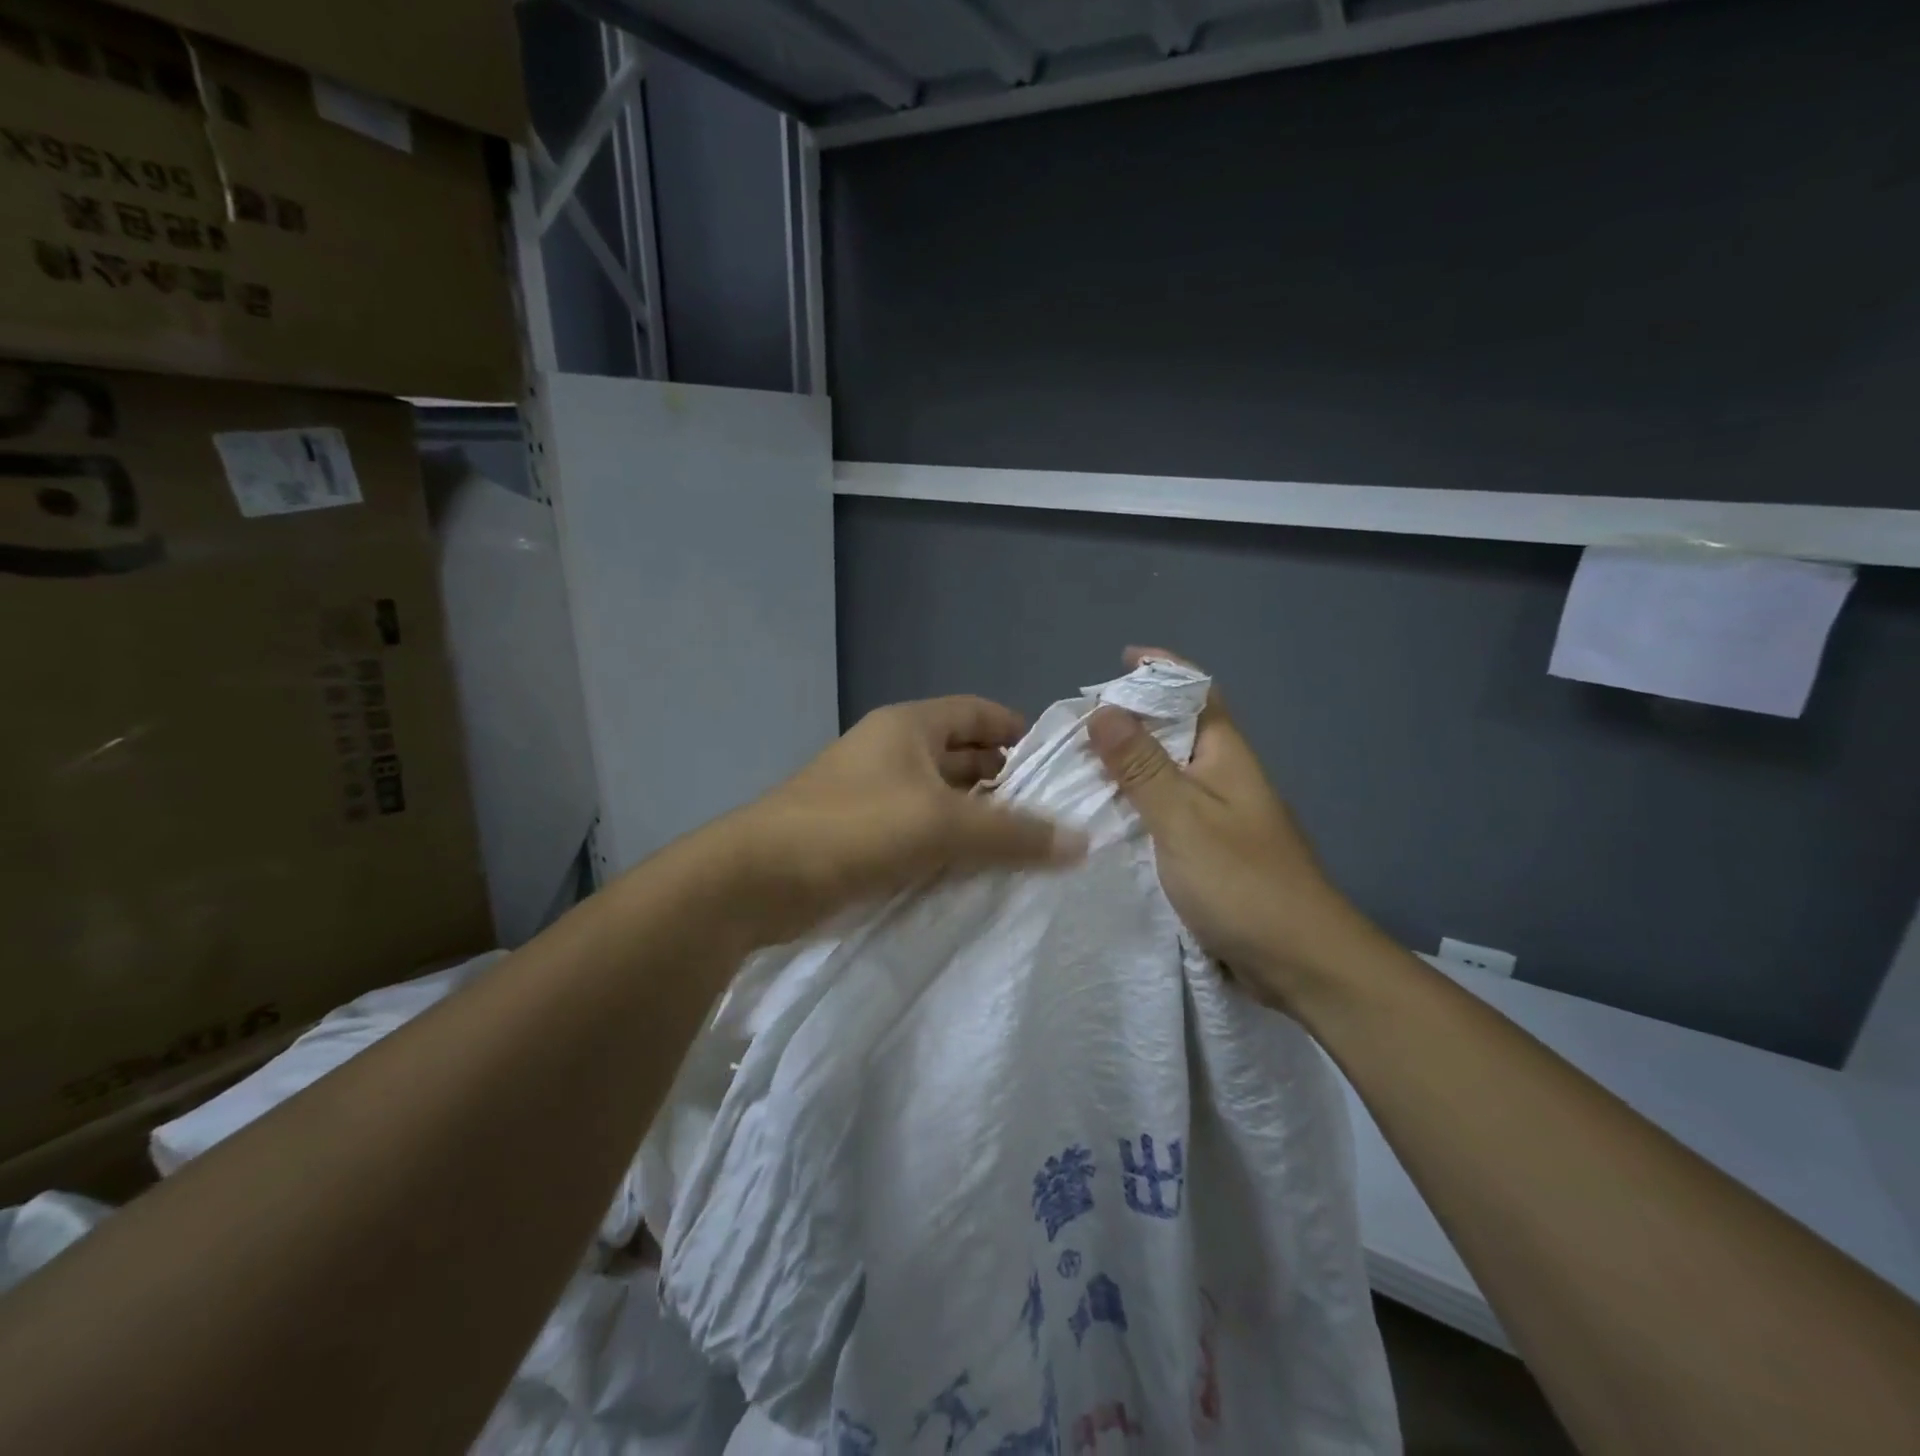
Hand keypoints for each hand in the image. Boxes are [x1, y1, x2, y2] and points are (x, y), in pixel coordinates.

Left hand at [720, 695, 1087, 948]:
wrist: (758, 880)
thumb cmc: (854, 829)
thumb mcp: (942, 826)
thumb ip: (1013, 833)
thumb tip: (1081, 841)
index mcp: (909, 727)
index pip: (977, 713)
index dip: (1016, 731)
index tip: (1056, 764)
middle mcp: (892, 752)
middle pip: (962, 755)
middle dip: (1004, 781)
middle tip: (1052, 814)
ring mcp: (873, 795)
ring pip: (941, 799)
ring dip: (978, 820)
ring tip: (1028, 848)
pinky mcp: (862, 837)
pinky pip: (920, 832)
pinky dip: (950, 847)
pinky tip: (980, 873)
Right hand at [1086, 648, 1383, 1008]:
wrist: (1300, 961)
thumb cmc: (1243, 881)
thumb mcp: (1183, 818)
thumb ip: (1142, 767)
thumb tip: (1103, 709)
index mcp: (1225, 755)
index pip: (1196, 692)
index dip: (1161, 670)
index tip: (1119, 660)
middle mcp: (1223, 776)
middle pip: (1176, 730)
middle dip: (1132, 717)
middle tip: (1078, 721)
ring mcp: (1219, 815)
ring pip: (1167, 773)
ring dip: (1128, 763)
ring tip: (1077, 763)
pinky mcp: (1209, 851)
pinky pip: (1165, 811)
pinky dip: (1134, 804)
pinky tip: (1103, 816)